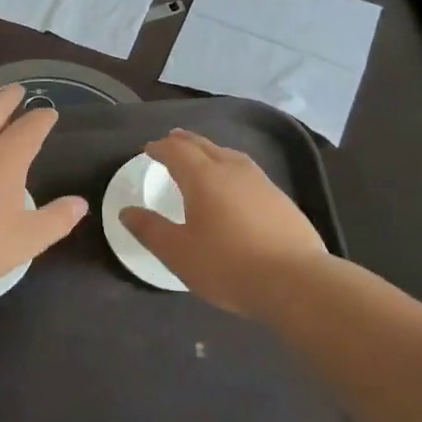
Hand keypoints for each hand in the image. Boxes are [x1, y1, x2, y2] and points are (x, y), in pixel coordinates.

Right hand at [119, 128, 327, 315]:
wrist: (294, 280)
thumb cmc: (227, 265)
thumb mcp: (179, 253)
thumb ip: (150, 230)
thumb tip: (126, 211)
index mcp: (204, 177)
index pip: (177, 152)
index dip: (160, 148)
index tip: (148, 149)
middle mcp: (232, 170)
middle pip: (204, 146)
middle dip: (184, 142)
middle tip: (171, 140)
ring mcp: (261, 182)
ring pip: (229, 155)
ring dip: (210, 151)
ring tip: (202, 155)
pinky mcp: (280, 199)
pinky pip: (247, 171)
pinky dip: (231, 168)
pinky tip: (234, 184)